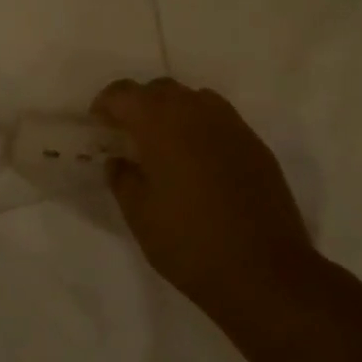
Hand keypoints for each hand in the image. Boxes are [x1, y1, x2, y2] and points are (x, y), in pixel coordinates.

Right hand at [92, 79, 317, 318]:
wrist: (263, 271)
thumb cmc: (188, 242)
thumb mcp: (138, 214)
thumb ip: (122, 178)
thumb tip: (119, 161)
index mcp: (161, 125)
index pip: (125, 94)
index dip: (106, 104)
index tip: (98, 125)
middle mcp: (198, 114)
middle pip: (161, 89)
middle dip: (139, 104)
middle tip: (127, 134)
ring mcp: (232, 127)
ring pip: (194, 99)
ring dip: (172, 112)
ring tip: (162, 145)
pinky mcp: (255, 146)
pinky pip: (219, 120)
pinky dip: (199, 128)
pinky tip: (196, 162)